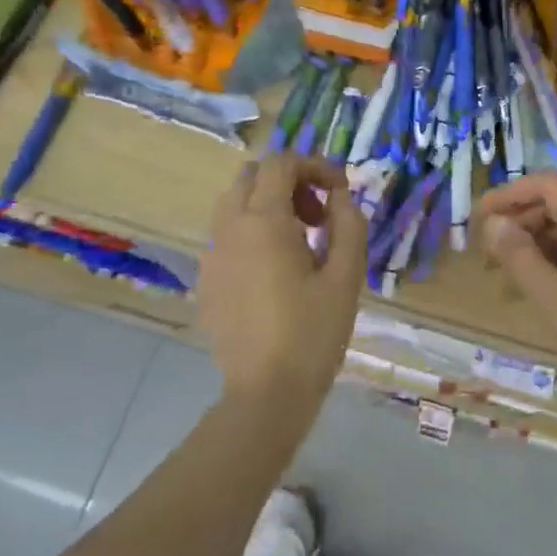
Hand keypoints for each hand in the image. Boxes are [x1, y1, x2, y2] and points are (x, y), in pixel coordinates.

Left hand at [200, 155, 367, 416]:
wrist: (266, 392)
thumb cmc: (314, 333)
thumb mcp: (346, 277)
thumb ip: (348, 225)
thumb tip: (341, 196)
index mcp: (264, 221)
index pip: (282, 163)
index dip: (315, 165)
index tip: (341, 190)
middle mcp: (230, 228)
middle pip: (253, 176)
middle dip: (290, 181)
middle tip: (320, 215)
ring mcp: (213, 254)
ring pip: (235, 203)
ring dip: (268, 204)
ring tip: (301, 240)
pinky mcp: (207, 279)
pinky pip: (227, 234)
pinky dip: (252, 230)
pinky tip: (276, 270)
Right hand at [475, 172, 556, 427]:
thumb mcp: (556, 302)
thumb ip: (520, 257)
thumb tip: (494, 223)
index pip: (550, 184)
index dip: (510, 195)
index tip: (477, 219)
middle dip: (520, 225)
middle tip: (486, 257)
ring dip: (536, 248)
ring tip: (504, 281)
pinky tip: (535, 291)